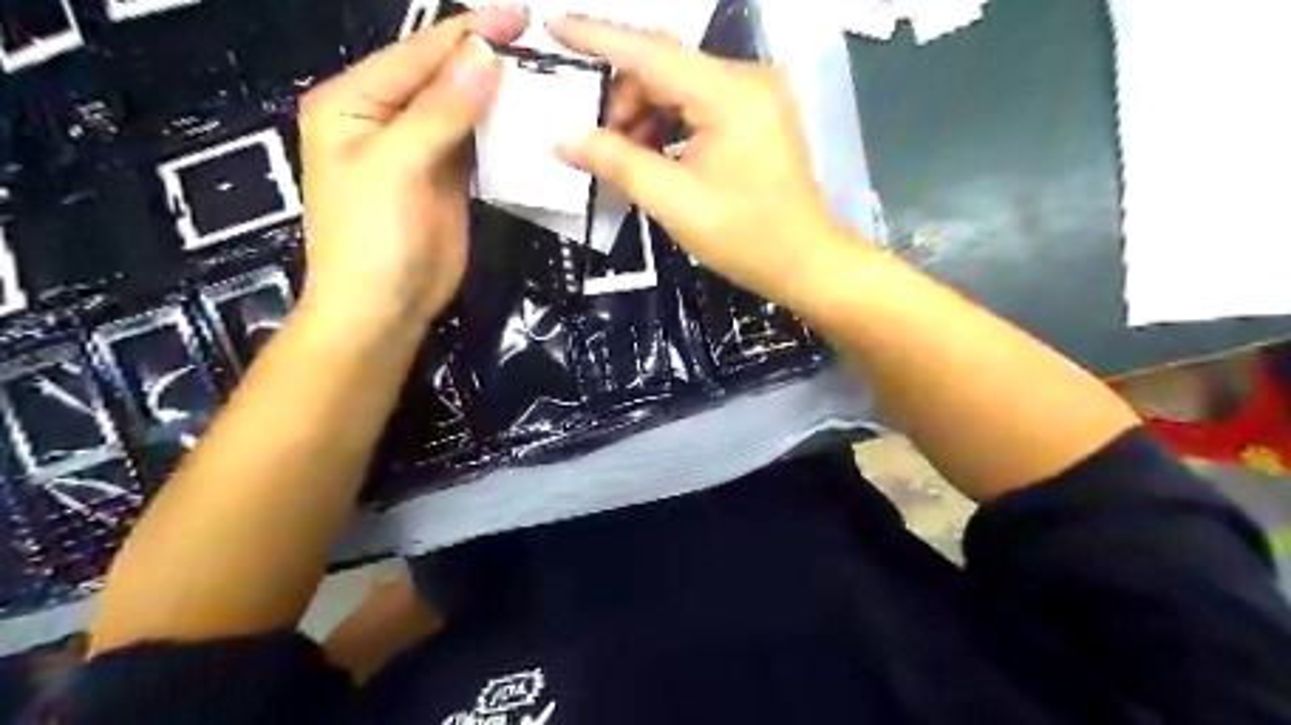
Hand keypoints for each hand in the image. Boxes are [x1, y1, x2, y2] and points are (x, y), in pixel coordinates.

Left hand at [299, 2, 526, 328]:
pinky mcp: (449, 179)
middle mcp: (387, 117)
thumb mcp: (397, 165)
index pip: (417, 56)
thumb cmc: (372, 236)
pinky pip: (478, 144)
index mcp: (354, 101)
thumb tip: (485, 56)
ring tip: (545, 74)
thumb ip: (440, 111)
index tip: (519, 17)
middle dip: (487, 59)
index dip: (467, 33)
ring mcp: (422, 150)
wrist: (384, 306)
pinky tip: (530, 118)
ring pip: (464, 110)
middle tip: (541, 44)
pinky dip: (502, 131)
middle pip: (442, 77)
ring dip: (499, 94)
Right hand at [550, 18, 859, 304]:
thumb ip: (616, 162)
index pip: (651, 51)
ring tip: (627, 159)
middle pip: (665, 68)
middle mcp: (746, 79)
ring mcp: (756, 95)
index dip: (597, 37)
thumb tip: (561, 139)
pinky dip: (670, 125)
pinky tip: (654, 156)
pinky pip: (700, 105)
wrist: (806, 262)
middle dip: (624, 100)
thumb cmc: (745, 238)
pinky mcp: (757, 114)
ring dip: (645, 116)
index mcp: (730, 95)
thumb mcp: (673, 202)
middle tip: (598, 144)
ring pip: (680, 87)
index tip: (552, 26)